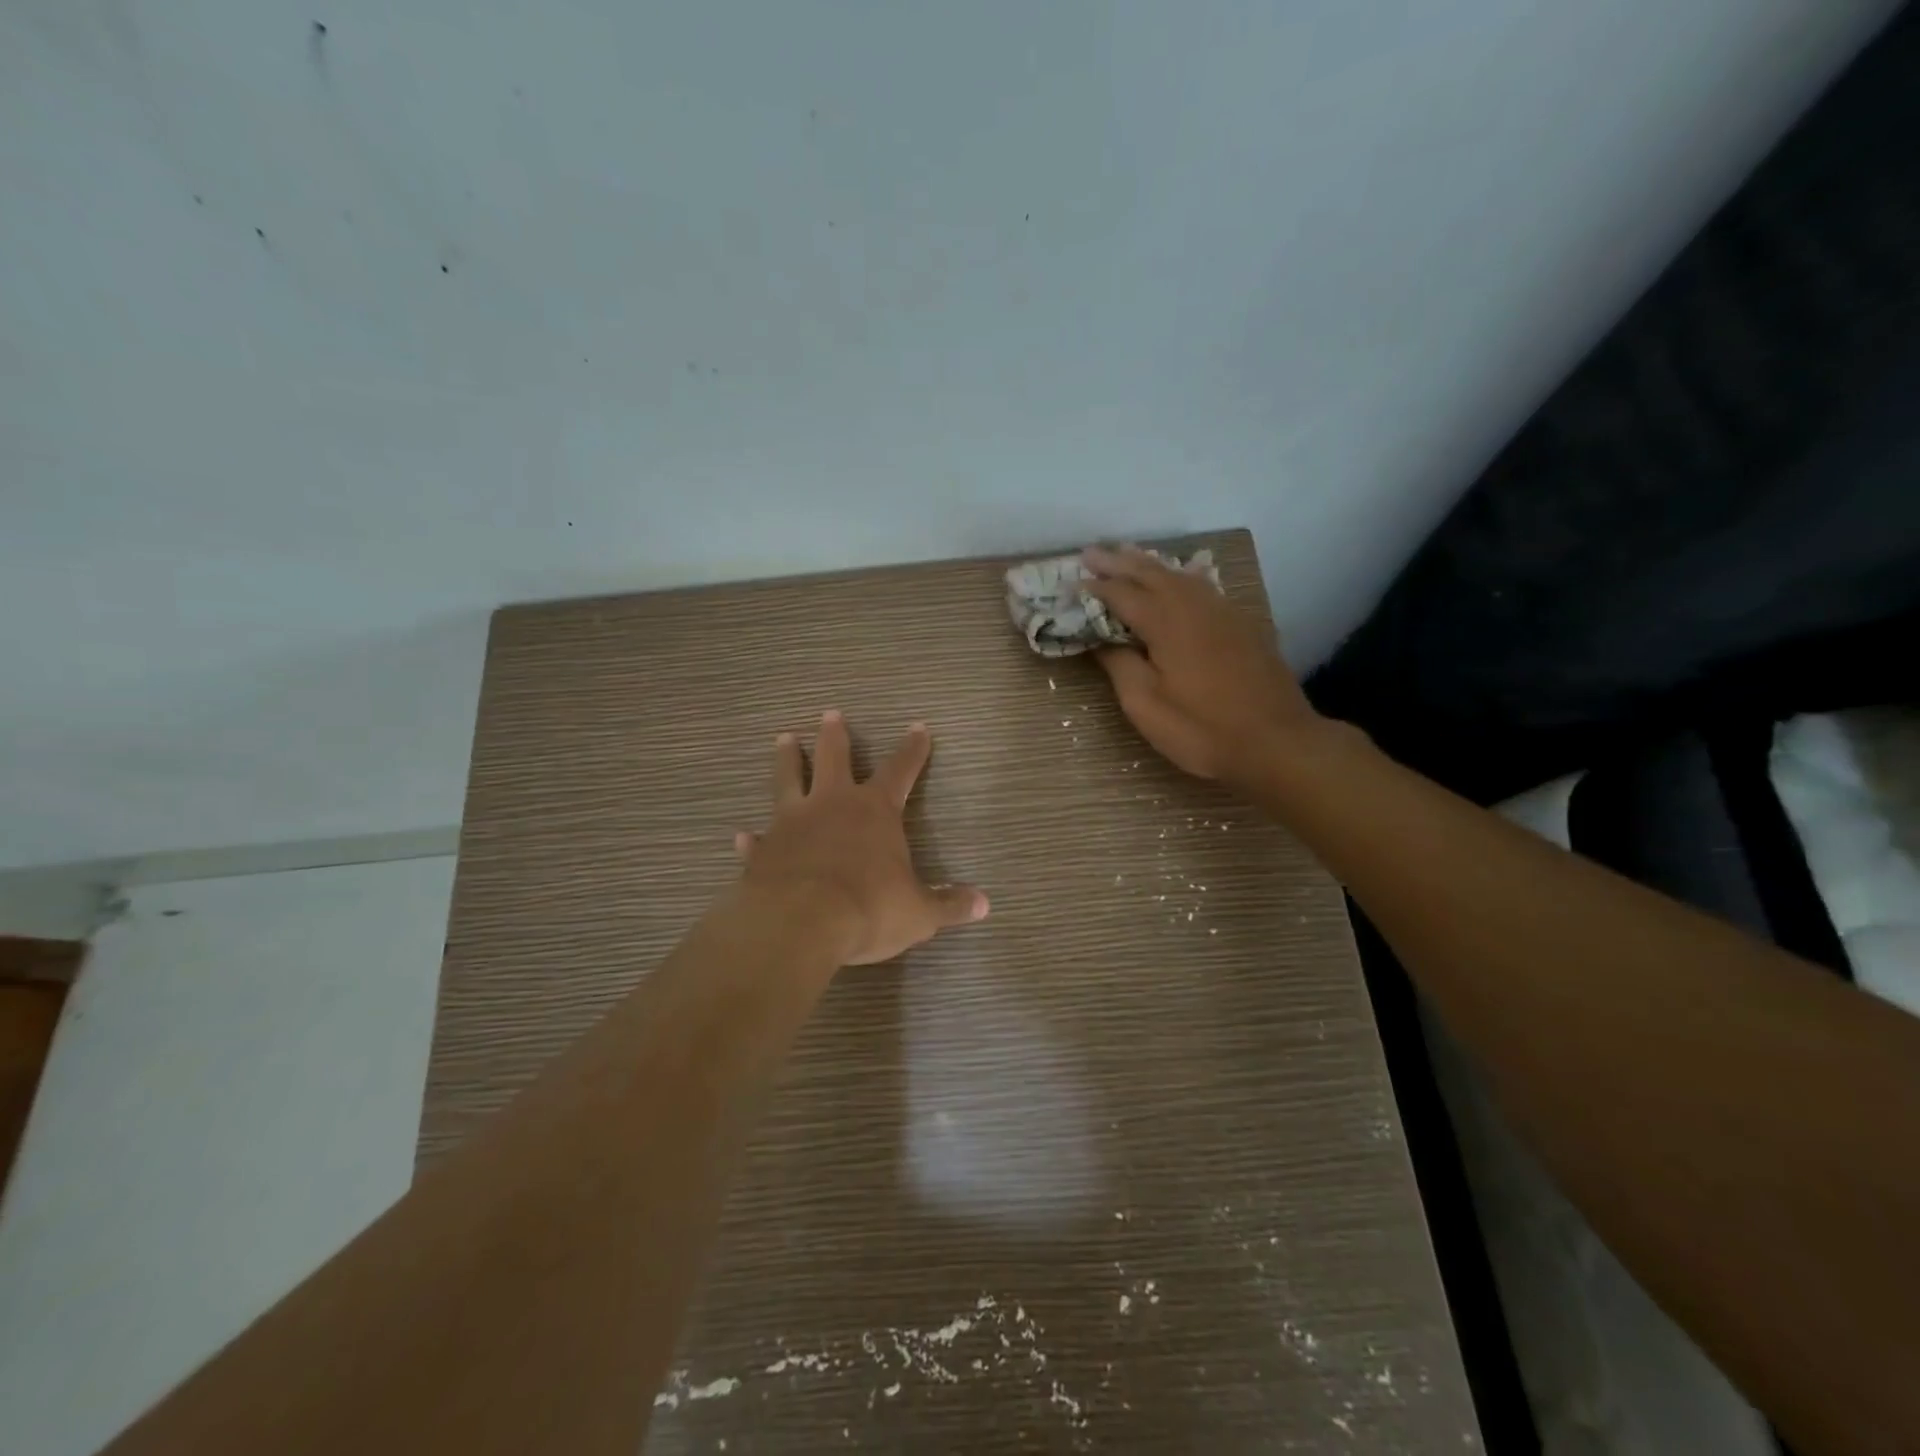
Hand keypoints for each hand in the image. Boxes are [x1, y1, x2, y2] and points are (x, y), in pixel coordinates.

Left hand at [734, 712, 989, 965]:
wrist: (799, 923)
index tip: (918, 726)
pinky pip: (757, 840)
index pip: (901, 770)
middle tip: (830, 713)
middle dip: (836, 735)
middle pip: (834, 757)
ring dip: (787, 759)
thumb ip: (949, 905)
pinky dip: (752, 838)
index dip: (912, 749)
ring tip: (784, 739)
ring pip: (788, 779)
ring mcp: (792, 824)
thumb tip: (983, 904)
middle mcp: (832, 805)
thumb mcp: (919, 912)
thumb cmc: (868, 909)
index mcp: (875, 811)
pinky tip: (742, 835)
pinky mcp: (763, 851)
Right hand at [1083, 544, 1323, 787]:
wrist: (1276, 742)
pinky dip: (1179, 576)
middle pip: (1151, 574)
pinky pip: (1202, 586)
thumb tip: (1101, 640)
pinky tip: (1178, 577)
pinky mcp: (1241, 625)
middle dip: (1118, 562)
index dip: (1095, 588)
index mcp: (1166, 622)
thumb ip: (1120, 665)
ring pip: (1179, 575)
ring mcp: (1223, 612)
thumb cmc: (1202, 729)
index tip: (1070, 583)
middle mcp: (1194, 606)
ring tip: (1126, 554)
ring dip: (1148, 564)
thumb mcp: (1146, 705)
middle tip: (1090, 553)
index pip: (1122, 594)